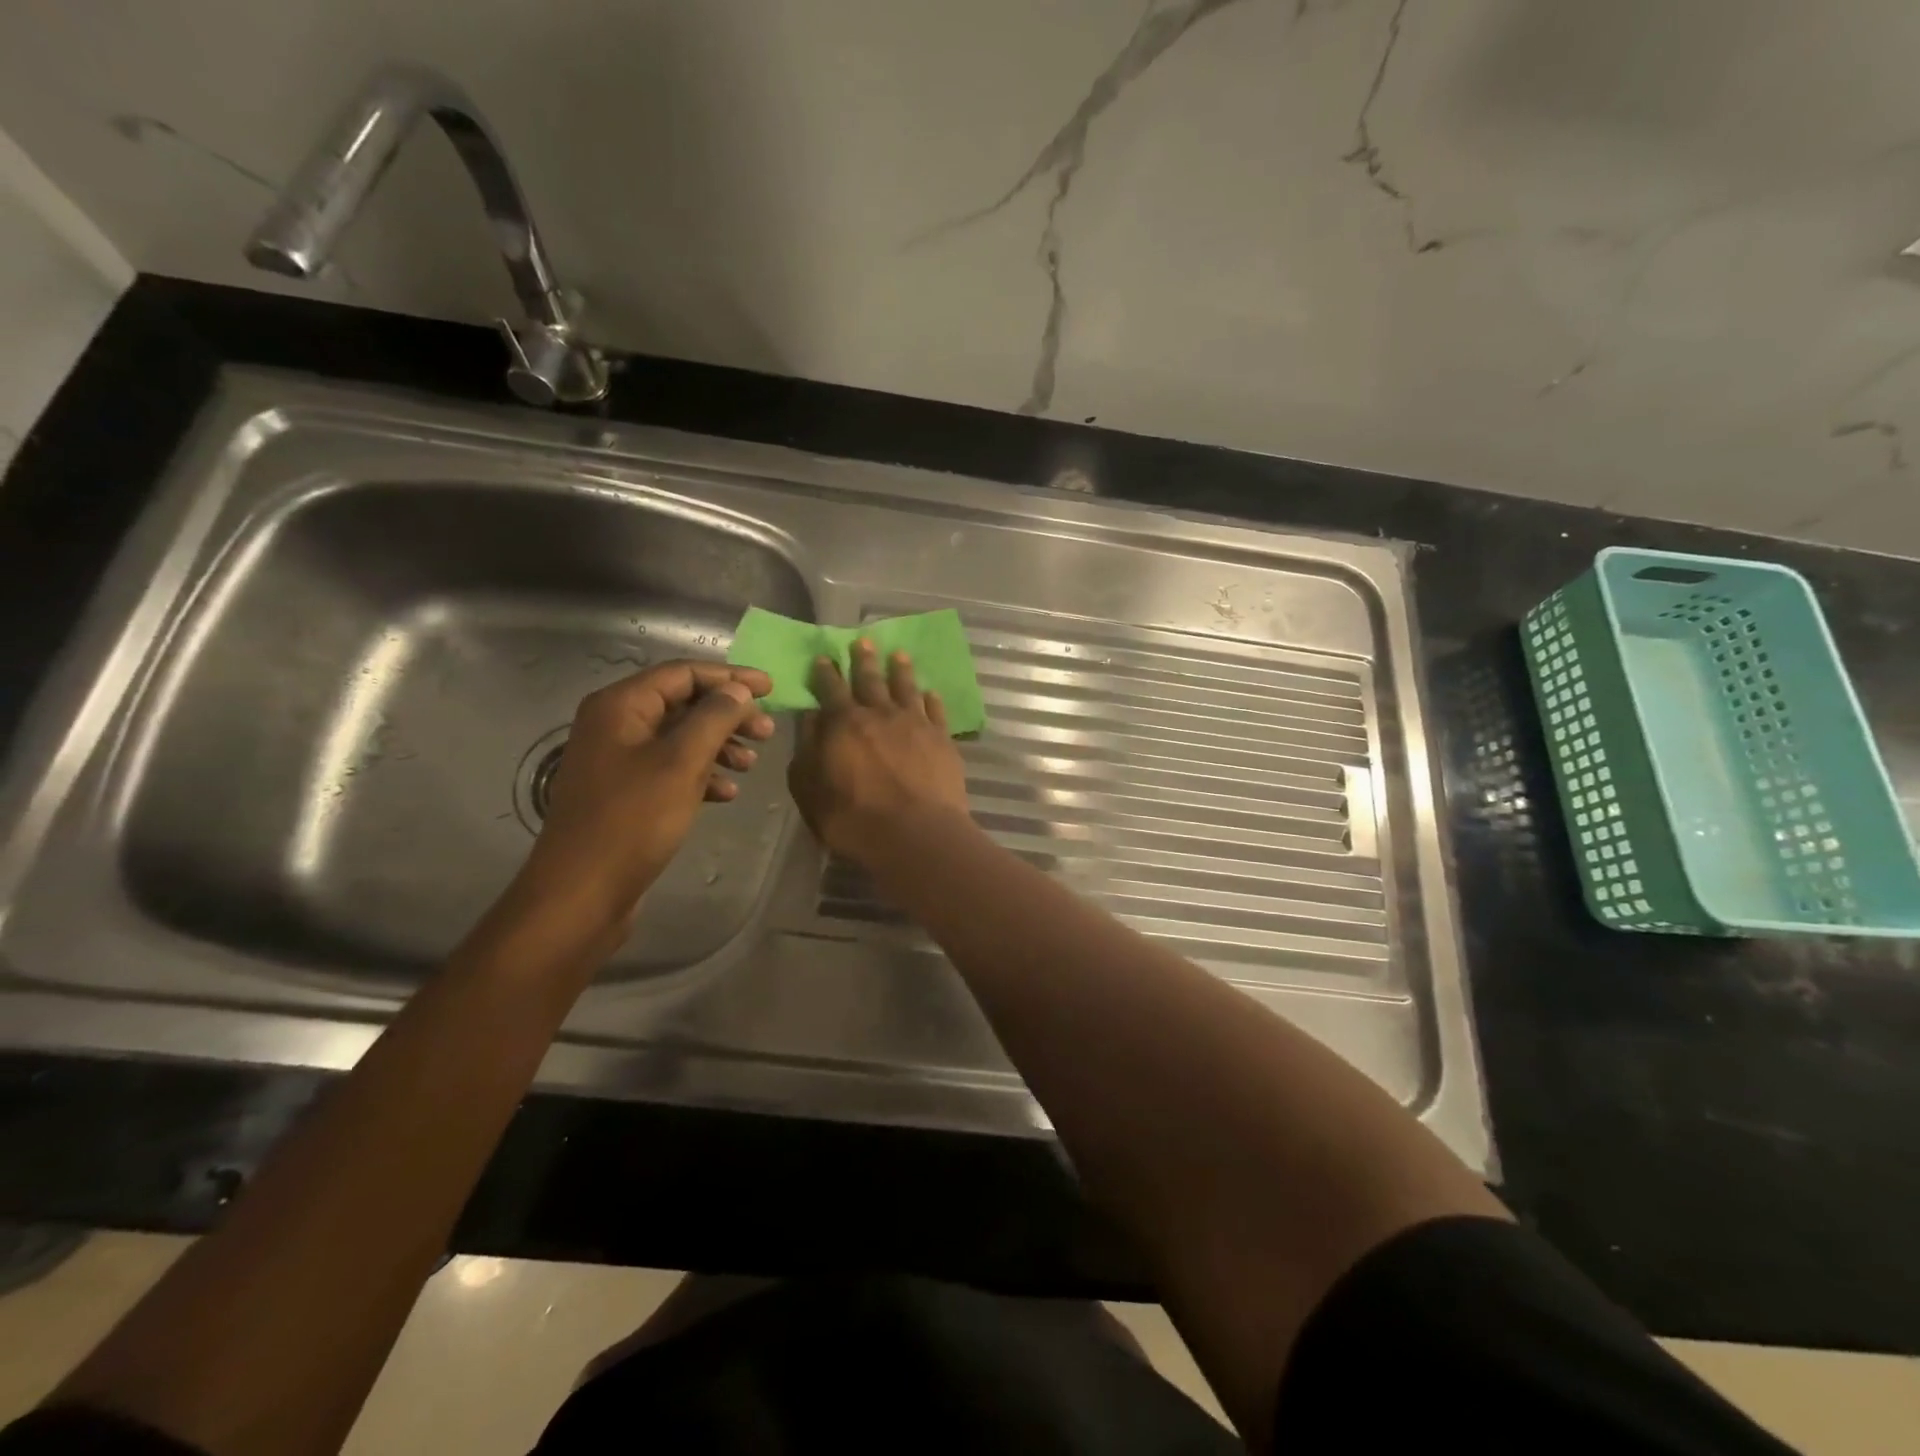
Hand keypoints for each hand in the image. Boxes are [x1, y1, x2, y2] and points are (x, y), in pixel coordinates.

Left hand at [510, 660, 774, 933]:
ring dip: (719, 746)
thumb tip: (738, 690)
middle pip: (682, 704)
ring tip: (752, 764)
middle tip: (767, 733)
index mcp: (620, 706)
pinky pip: (670, 769)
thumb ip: (714, 718)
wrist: (582, 892)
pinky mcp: (625, 792)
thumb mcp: (681, 763)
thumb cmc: (632, 820)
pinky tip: (727, 793)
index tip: (771, 688)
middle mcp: (615, 724)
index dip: (730, 678)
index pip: (682, 673)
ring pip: (679, 738)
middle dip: (728, 715)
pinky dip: (701, 774)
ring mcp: (617, 760)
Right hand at [788, 638, 971, 866]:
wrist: (916, 833)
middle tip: (864, 641)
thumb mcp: (810, 789)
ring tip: (899, 655)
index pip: (831, 689)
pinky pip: (936, 711)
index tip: (825, 657)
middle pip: (871, 680)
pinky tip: (931, 692)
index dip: (826, 672)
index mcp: (843, 723)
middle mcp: (880, 714)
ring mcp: (915, 723)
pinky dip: (932, 699)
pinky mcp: (942, 739)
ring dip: (901, 670)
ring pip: (906, 688)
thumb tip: (811, 718)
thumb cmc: (853, 818)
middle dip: (864, 659)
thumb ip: (807, 750)